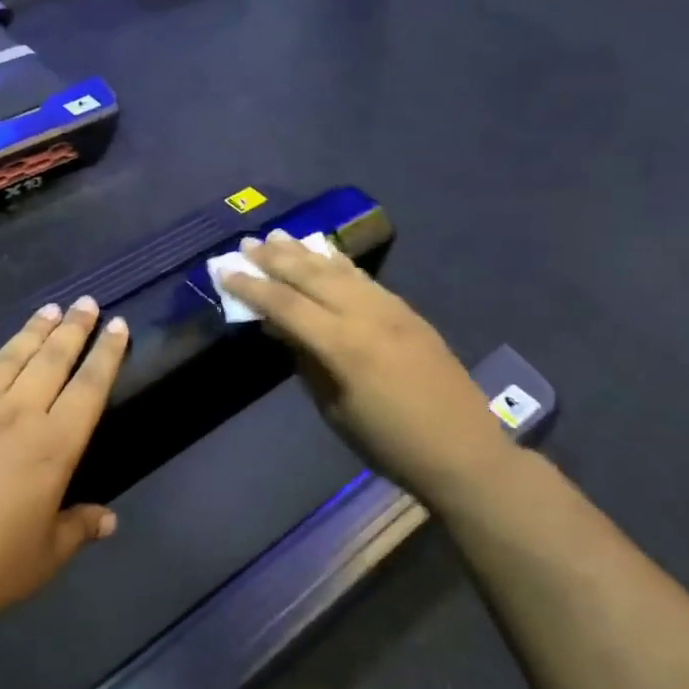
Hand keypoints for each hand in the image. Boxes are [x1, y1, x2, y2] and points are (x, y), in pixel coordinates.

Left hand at [0, 298, 129, 642]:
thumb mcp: (43, 559)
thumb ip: (78, 530)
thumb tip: (110, 519)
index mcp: (53, 447)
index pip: (89, 388)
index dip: (106, 354)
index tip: (116, 325)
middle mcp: (16, 414)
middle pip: (52, 360)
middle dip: (73, 329)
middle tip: (86, 302)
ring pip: (9, 357)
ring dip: (31, 331)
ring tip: (49, 308)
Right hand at [220, 232, 515, 512]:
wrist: (463, 451)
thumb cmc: (389, 443)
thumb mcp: (335, 410)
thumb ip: (306, 362)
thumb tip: (280, 328)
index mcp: (343, 346)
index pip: (286, 305)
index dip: (252, 287)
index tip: (225, 273)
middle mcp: (366, 315)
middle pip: (311, 276)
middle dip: (275, 259)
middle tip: (246, 244)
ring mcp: (391, 309)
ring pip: (340, 270)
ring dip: (305, 252)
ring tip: (278, 237)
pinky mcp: (408, 311)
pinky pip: (364, 278)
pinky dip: (338, 263)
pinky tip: (324, 254)